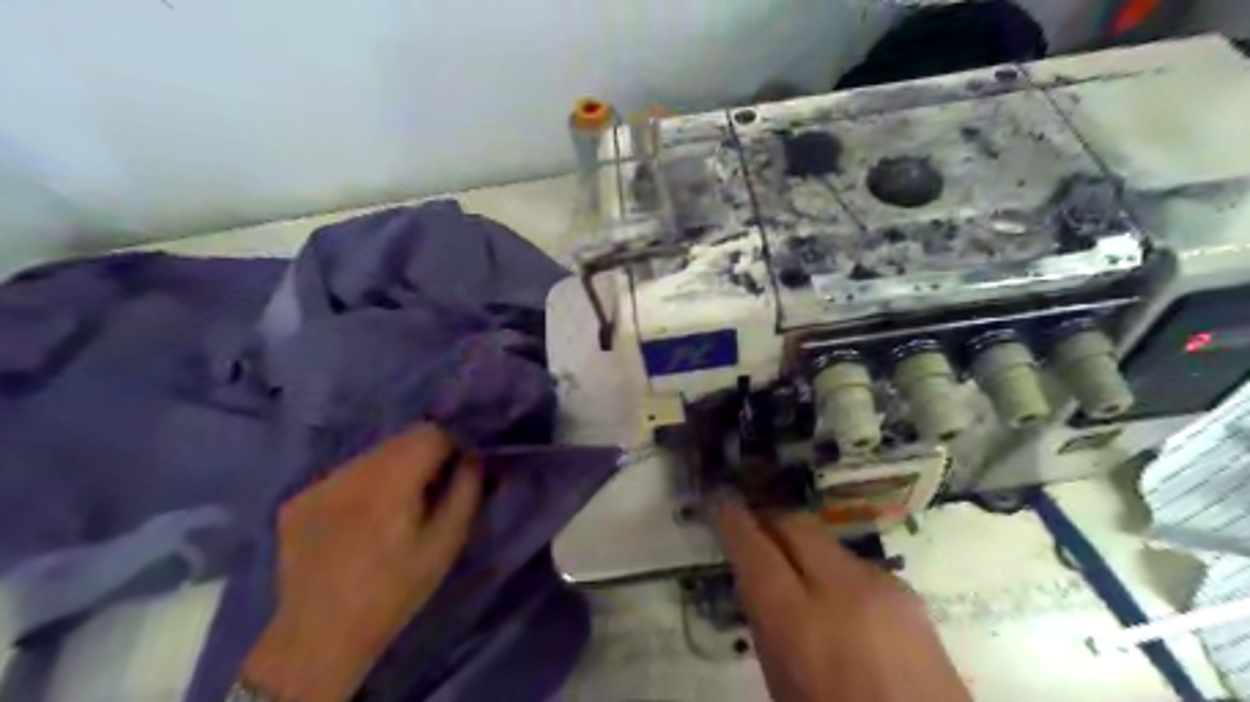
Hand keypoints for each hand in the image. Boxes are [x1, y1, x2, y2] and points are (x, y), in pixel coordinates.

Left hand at [241, 422, 478, 701]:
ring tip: (396, 506)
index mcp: (390, 482)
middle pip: (400, 440)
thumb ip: (466, 490)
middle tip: (433, 487)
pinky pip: (344, 475)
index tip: (461, 466)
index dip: (453, 443)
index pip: (431, 433)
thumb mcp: (445, 543)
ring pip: (372, 455)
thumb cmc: (395, 590)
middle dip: (424, 453)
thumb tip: (475, 454)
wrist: (320, 636)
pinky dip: (362, 485)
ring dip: (393, 467)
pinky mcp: (297, 498)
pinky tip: (361, 519)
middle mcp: (350, 473)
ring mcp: (318, 484)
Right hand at [714, 499, 965, 701]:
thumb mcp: (781, 684)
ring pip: (826, 541)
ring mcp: (882, 586)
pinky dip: (835, 570)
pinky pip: (857, 565)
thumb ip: (765, 624)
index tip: (720, 502)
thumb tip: (753, 578)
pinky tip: (838, 600)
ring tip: (794, 570)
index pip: (755, 549)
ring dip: (803, 546)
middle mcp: (843, 590)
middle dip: (769, 519)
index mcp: (799, 623)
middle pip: (795, 525)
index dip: (733, 520)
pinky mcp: (909, 593)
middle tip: (752, 528)